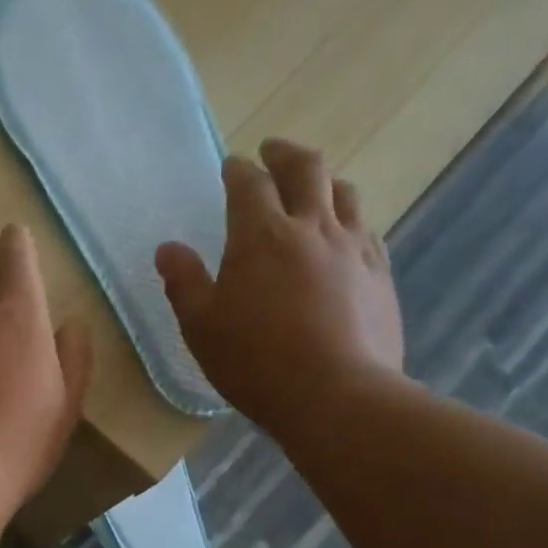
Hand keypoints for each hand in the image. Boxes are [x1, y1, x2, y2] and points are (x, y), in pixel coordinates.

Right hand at [156, 138, 404, 436]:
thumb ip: (183, 282)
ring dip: (324, 182)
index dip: (238, 170)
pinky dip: (349, 220)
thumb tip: (167, 248)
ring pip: (345, 193)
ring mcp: (353, 248)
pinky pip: (367, 230)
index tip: (231, 165)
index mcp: (262, 235)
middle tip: (272, 151)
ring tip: (313, 188)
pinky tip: (344, 236)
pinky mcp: (380, 274)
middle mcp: (312, 227)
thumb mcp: (201, 326)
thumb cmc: (255, 361)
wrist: (337, 395)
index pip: (249, 184)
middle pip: (306, 169)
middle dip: (285, 154)